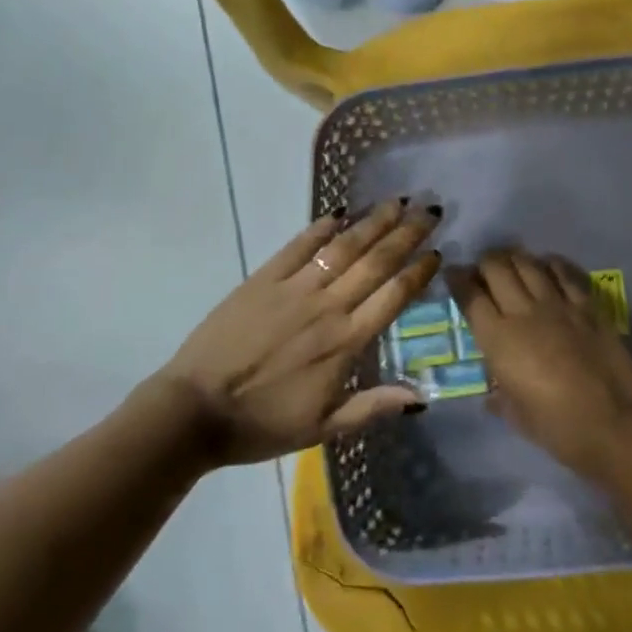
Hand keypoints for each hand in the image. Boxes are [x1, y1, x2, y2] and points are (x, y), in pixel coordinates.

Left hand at [162, 201, 442, 465]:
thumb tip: (421, 398)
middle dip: (407, 233)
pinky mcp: (263, 279)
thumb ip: (372, 407)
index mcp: (345, 342)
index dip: (418, 272)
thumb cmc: (262, 424)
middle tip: (430, 209)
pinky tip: (338, 212)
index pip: (393, 297)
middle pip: (376, 262)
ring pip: (343, 247)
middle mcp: (327, 307)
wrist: (195, 411)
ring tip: (396, 202)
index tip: (437, 251)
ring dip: (372, 222)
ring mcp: (294, 288)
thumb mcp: (323, 429)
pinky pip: (298, 246)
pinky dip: (320, 228)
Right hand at [450, 249, 631, 479]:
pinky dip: (551, 265)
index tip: (453, 274)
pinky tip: (547, 267)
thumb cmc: (556, 427)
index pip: (470, 296)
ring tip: (511, 263)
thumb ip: (499, 395)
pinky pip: (564, 273)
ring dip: (514, 259)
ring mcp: (558, 304)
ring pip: (528, 264)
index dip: (458, 279)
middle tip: (483, 270)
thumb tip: (494, 391)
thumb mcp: (514, 414)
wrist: (614, 423)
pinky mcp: (587, 306)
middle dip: (484, 263)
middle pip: (497, 268)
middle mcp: (523, 312)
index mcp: (498, 338)